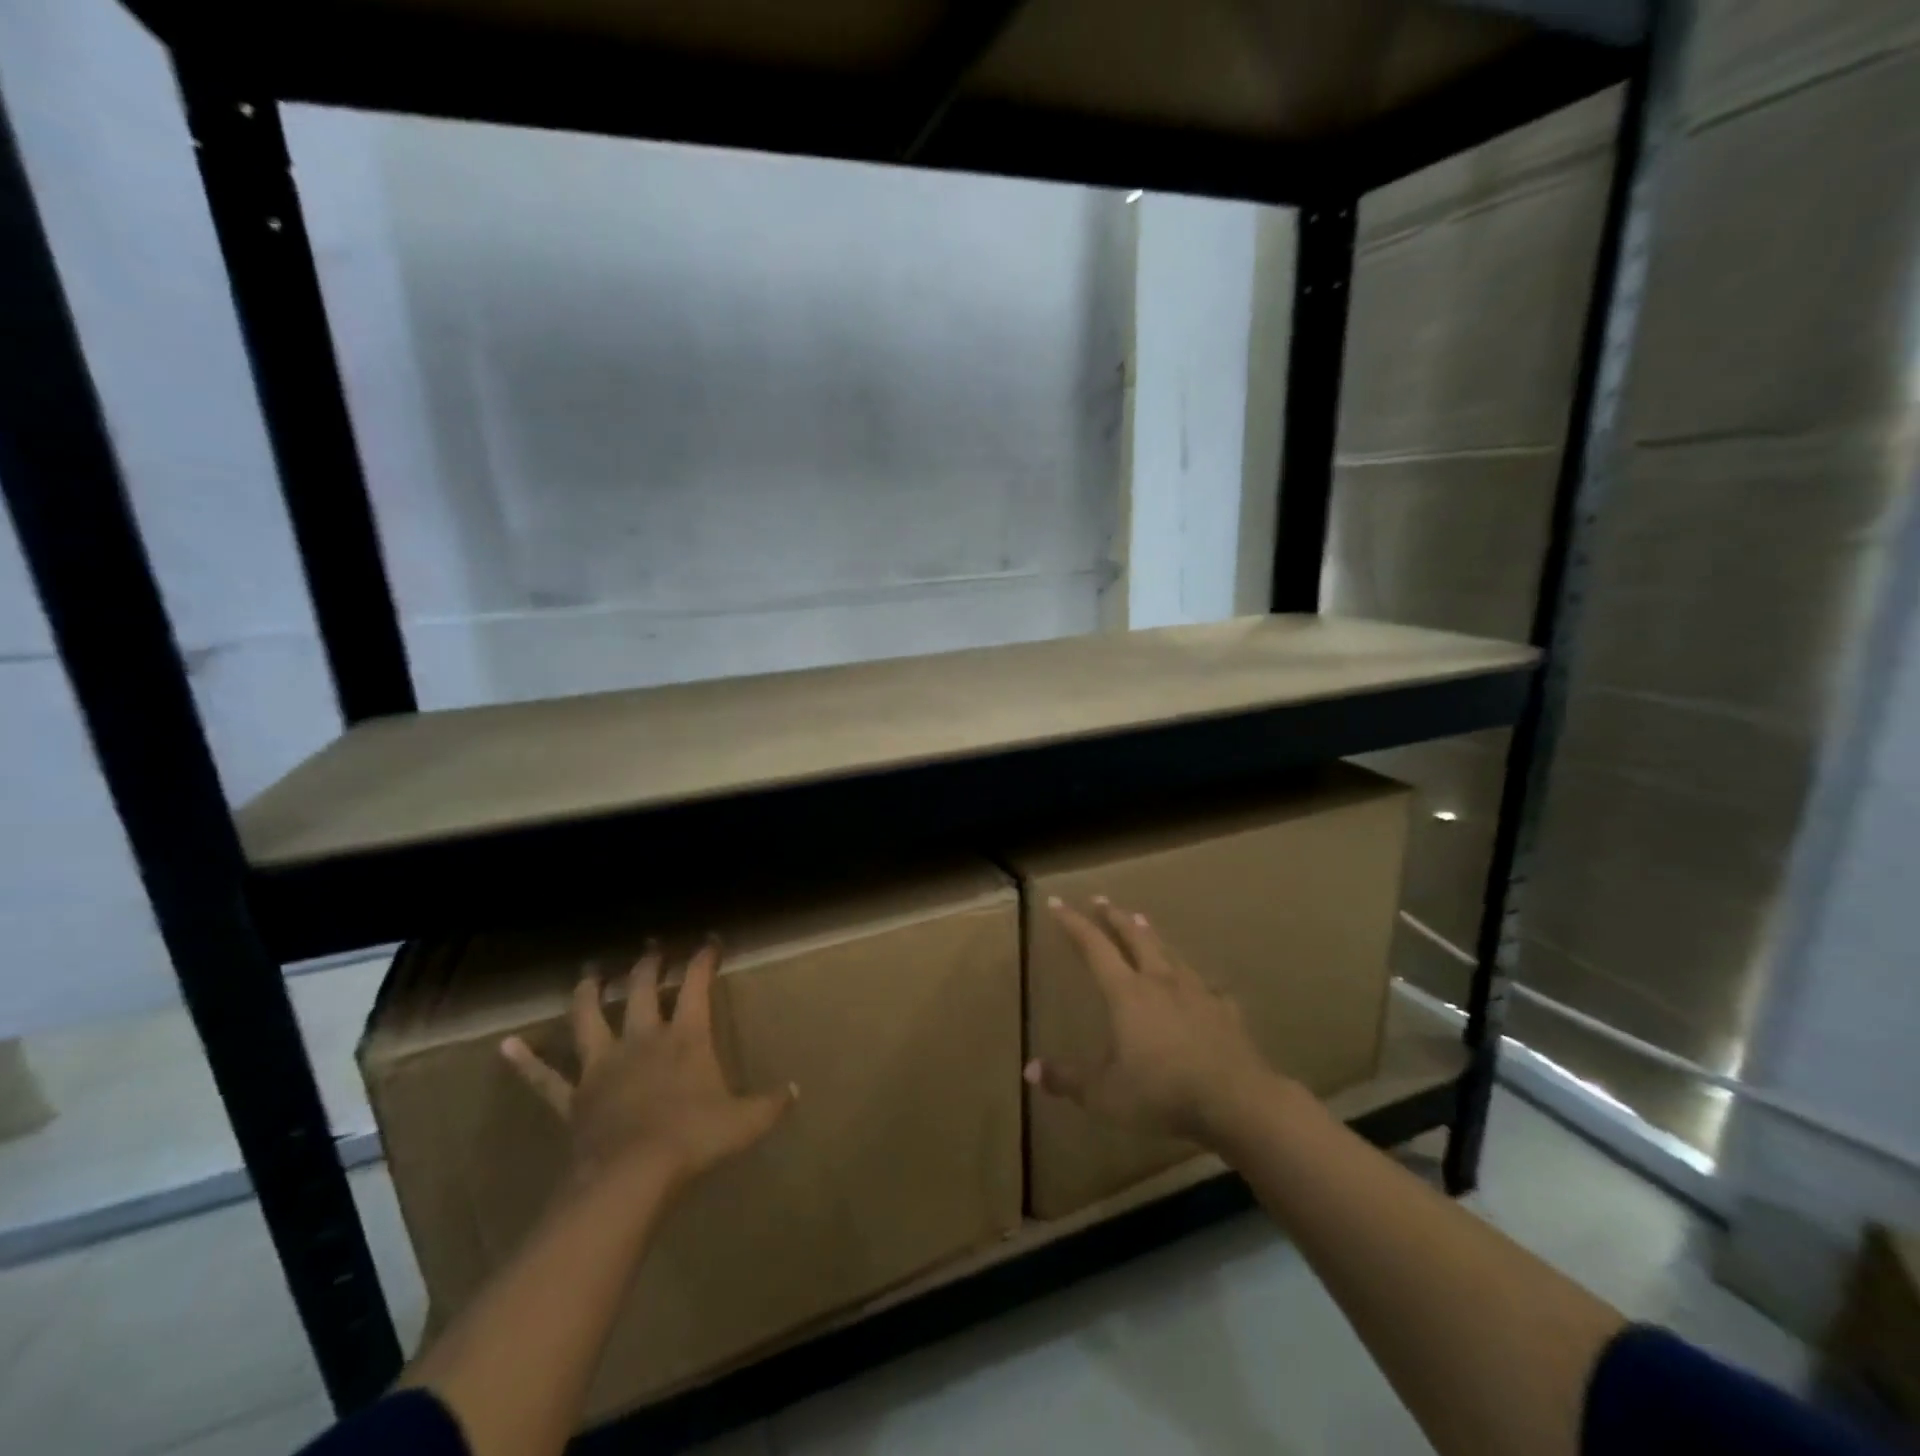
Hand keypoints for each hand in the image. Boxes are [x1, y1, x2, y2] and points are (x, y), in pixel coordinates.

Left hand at [501, 938, 796, 1197]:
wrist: (630, 1178)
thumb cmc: (693, 1139)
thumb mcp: (744, 1122)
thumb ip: (771, 1104)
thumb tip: (796, 1091)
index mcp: (685, 1037)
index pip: (696, 984)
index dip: (703, 959)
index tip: (709, 941)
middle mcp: (642, 1038)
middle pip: (642, 988)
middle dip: (648, 963)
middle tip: (652, 947)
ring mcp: (603, 1065)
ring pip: (589, 1017)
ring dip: (590, 991)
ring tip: (590, 971)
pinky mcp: (574, 1096)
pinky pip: (544, 1077)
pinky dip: (525, 1061)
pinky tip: (505, 1046)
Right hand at [1025, 897, 1280, 1147]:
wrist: (1235, 1101)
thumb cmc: (1161, 1093)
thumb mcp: (1104, 1094)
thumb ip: (1068, 1080)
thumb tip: (1030, 1070)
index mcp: (1126, 993)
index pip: (1094, 947)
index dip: (1074, 924)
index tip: (1058, 903)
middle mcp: (1160, 981)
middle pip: (1135, 938)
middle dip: (1115, 917)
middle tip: (1102, 900)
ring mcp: (1197, 993)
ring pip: (1170, 953)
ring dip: (1152, 935)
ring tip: (1143, 920)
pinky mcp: (1225, 1012)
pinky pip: (1208, 987)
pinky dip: (1198, 980)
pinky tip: (1204, 984)